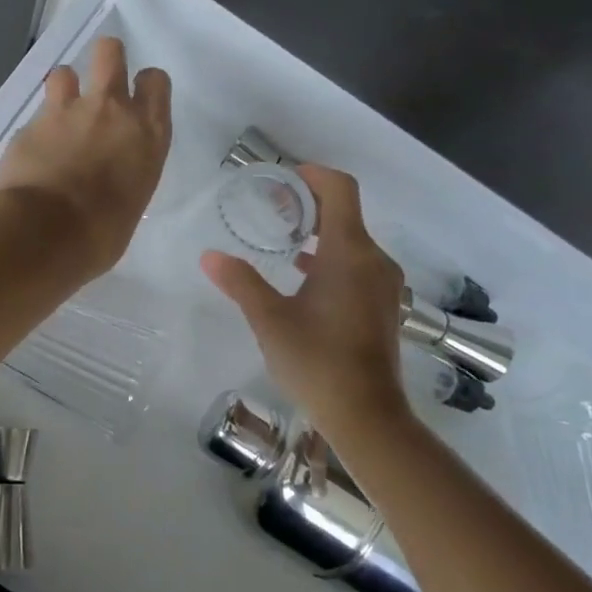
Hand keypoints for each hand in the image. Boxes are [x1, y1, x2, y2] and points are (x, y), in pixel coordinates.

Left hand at [0, 36, 170, 279]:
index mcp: (147, 134)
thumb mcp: (130, 205)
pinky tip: (34, 154)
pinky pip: (37, 115)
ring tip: (61, 118)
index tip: (138, 99)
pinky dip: (37, 130)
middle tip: (100, 84)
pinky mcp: (30, 125)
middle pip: (110, 51)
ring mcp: (66, 112)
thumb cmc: (100, 236)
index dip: (146, 85)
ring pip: (65, 72)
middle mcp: (110, 110)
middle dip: (105, 59)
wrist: (42, 236)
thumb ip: (125, 177)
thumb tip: (111, 182)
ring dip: (65, 90)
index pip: (155, 81)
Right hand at [201, 164, 409, 433]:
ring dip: (320, 231)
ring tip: (283, 238)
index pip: (340, 189)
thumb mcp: (270, 320)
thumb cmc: (317, 361)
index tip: (282, 179)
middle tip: (272, 208)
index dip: (312, 174)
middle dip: (309, 203)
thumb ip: (241, 282)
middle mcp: (373, 260)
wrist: (368, 416)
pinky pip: (358, 263)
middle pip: (346, 211)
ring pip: (352, 239)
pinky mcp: (382, 305)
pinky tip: (303, 275)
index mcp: (349, 252)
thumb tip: (209, 256)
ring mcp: (383, 284)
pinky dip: (331, 256)